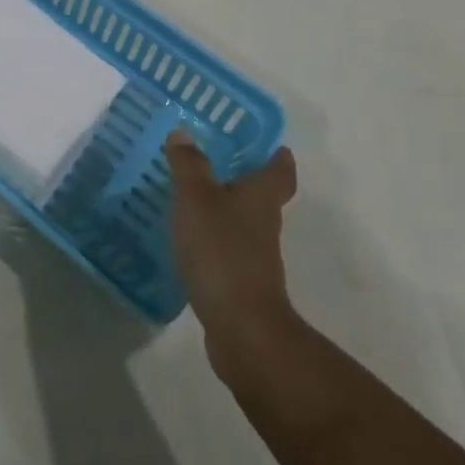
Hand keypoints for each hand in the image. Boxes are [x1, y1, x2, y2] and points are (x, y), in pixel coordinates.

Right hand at [166, 131, 296, 352]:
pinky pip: (225, 250)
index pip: (279, 171)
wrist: (242, 332)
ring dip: (223, 209)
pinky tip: (187, 237)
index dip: (278, 157)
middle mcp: (263, 225)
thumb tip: (184, 132)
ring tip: (190, 194)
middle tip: (215, 160)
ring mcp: (254, 258)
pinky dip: (211, 239)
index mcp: (261, 198)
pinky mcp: (238, 284)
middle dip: (243, 179)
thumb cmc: (223, 253)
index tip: (272, 145)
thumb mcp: (197, 200)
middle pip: (262, 196)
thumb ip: (190, 166)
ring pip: (242, 223)